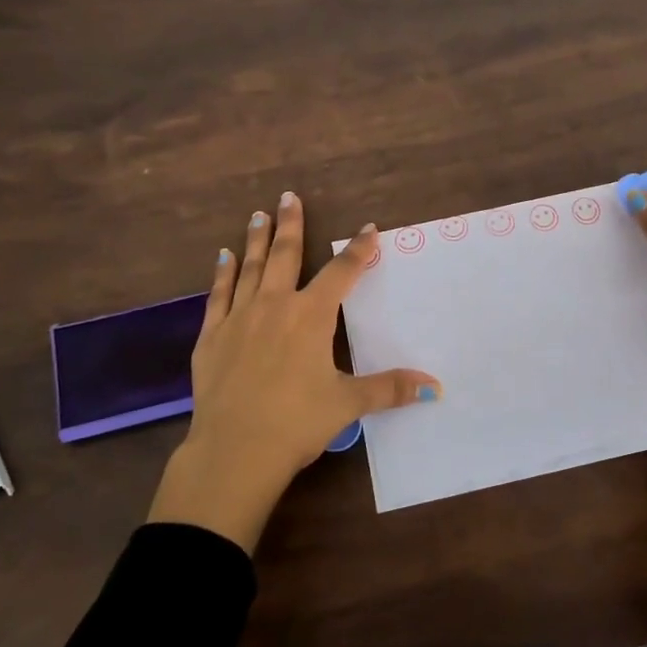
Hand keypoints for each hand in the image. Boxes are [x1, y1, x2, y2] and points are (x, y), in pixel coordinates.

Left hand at [146, 191, 440, 552]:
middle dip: (290, 224)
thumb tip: (435, 387)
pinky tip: (223, 257)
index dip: (358, 250)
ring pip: (250, 268)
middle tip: (288, 196)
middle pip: (285, 256)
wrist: (234, 451)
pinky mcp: (212, 337)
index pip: (342, 273)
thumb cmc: (297, 423)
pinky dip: (222, 274)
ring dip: (257, 240)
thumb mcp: (348, 404)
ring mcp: (239, 318)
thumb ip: (390, 389)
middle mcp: (275, 306)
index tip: (369, 229)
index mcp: (311, 317)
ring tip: (259, 214)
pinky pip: (218, 295)